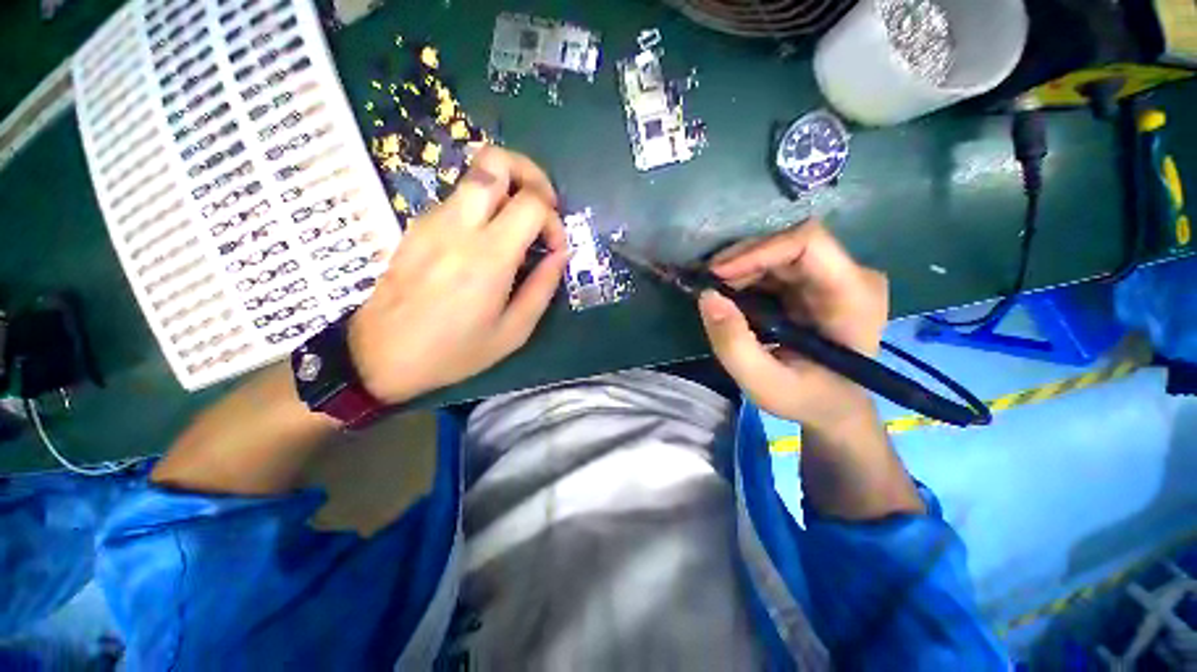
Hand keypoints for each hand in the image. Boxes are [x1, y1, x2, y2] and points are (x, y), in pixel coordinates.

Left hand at [348, 147, 568, 403]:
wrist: (380, 355)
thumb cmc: (453, 351)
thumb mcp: (513, 332)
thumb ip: (543, 288)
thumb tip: (561, 256)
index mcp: (488, 256)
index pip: (532, 202)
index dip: (554, 220)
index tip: (555, 249)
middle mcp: (458, 225)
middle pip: (495, 160)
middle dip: (530, 174)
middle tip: (543, 207)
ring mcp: (432, 220)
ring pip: (476, 174)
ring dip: (507, 189)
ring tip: (519, 226)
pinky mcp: (418, 225)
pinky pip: (459, 198)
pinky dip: (485, 205)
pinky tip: (489, 240)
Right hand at [698, 222, 887, 430]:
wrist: (832, 407)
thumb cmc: (807, 400)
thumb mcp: (765, 384)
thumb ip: (734, 345)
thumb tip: (706, 297)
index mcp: (853, 298)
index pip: (809, 244)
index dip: (759, 251)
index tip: (717, 274)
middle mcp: (850, 276)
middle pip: (789, 244)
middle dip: (740, 260)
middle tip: (705, 283)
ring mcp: (834, 277)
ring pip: (778, 252)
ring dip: (739, 268)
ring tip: (712, 290)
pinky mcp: (815, 282)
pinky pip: (775, 265)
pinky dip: (745, 275)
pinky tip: (727, 293)